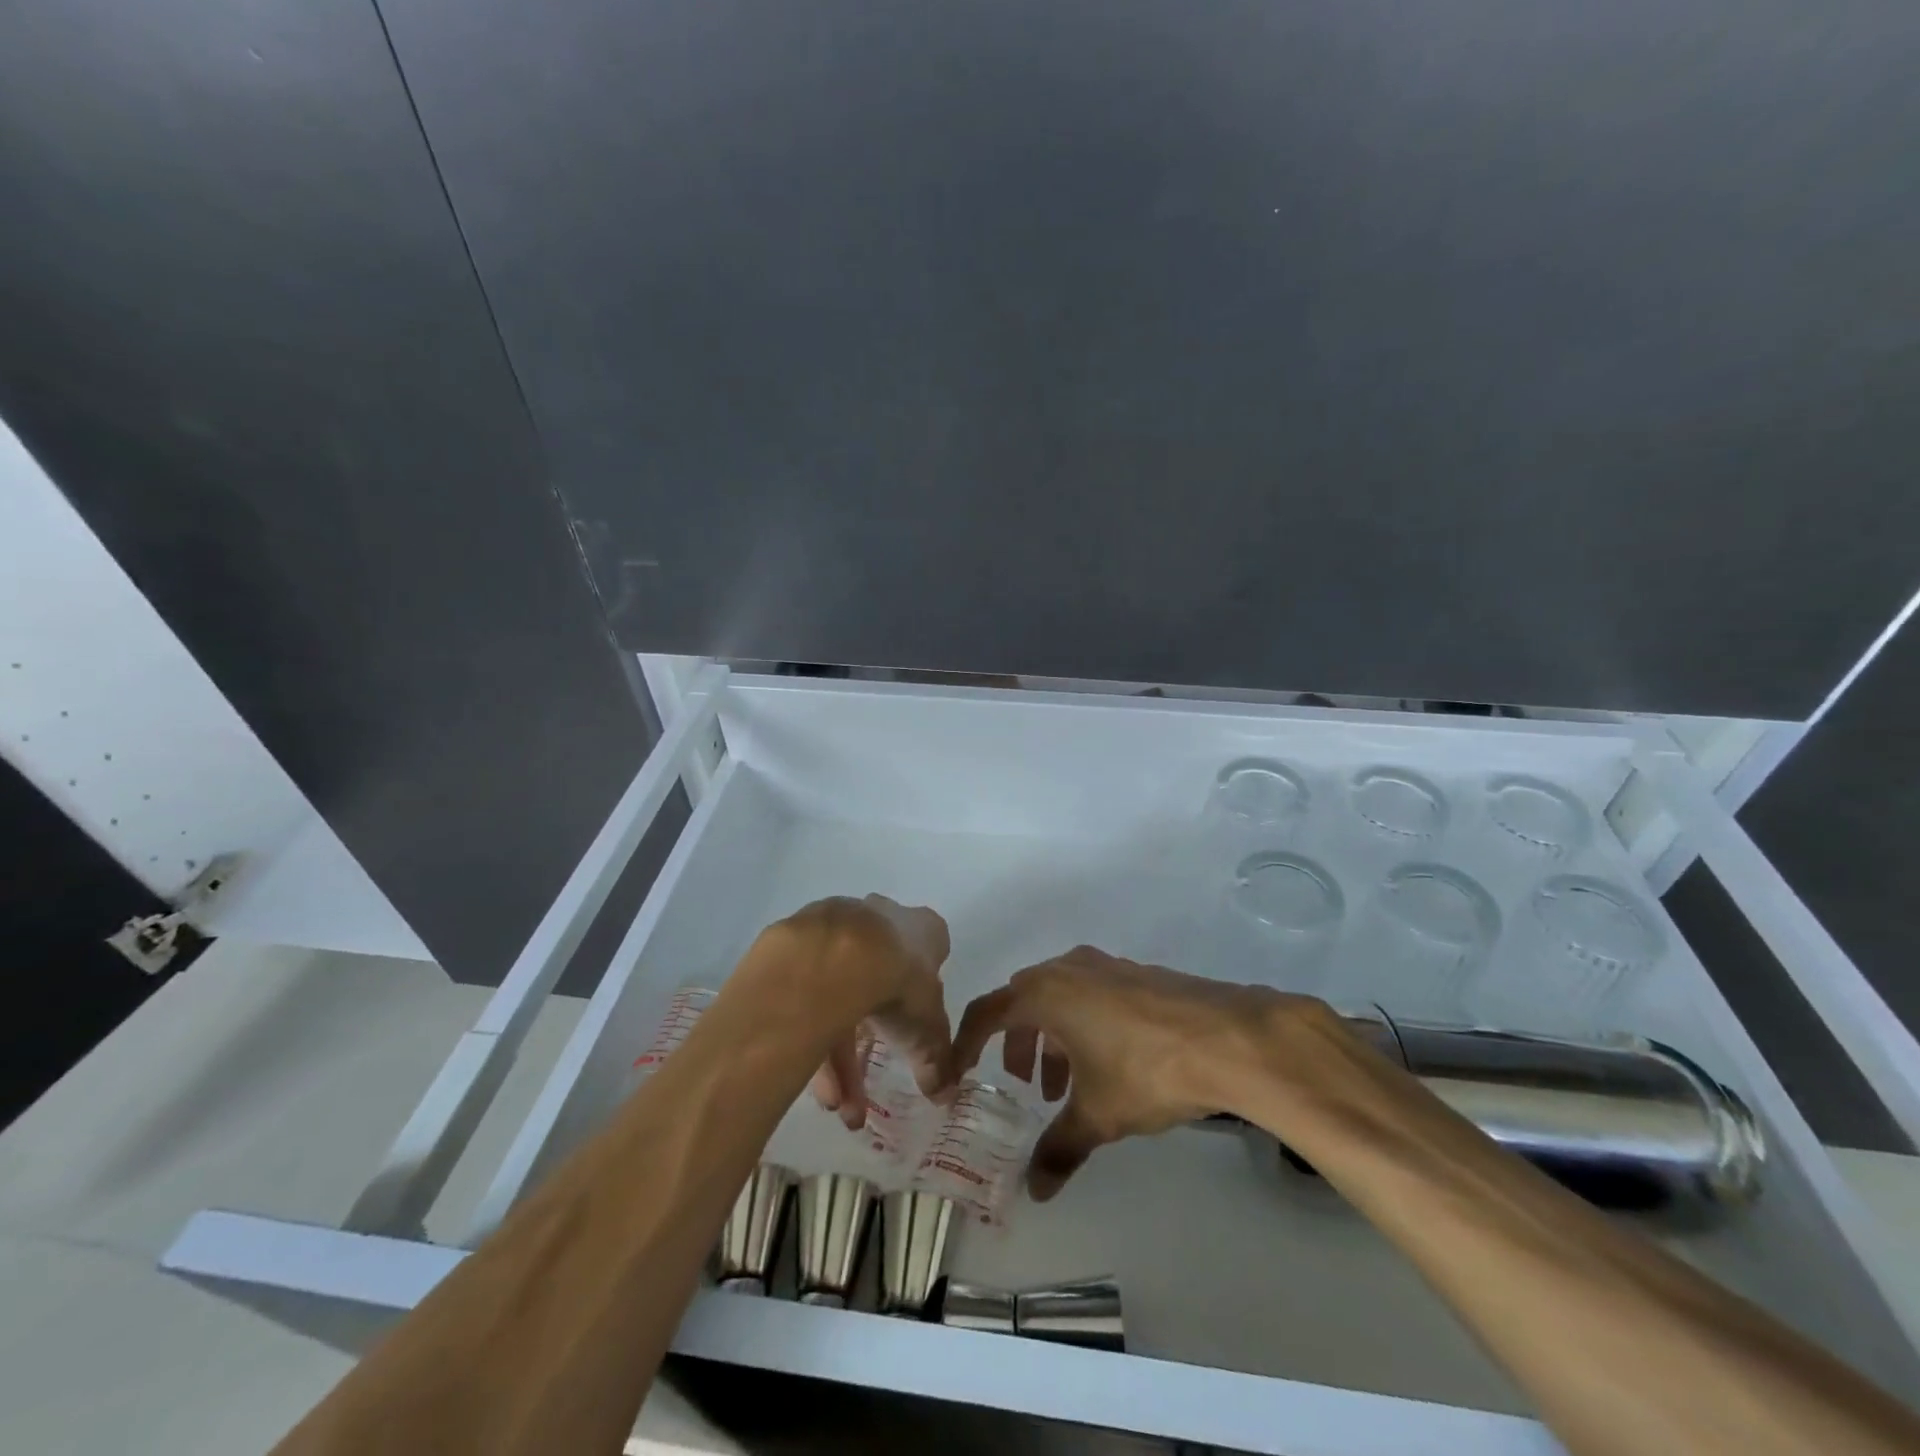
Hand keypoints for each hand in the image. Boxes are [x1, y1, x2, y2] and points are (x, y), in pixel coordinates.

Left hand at [768, 895, 951, 1130]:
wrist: (837, 956)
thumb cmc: (899, 983)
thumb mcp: (927, 1029)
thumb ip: (937, 1058)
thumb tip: (945, 1093)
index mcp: (921, 927)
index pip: (930, 947)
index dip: (924, 982)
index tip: (917, 1015)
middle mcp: (881, 917)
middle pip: (880, 972)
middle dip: (875, 1031)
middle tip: (869, 1075)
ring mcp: (838, 926)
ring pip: (840, 991)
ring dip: (838, 1053)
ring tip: (835, 1104)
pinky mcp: (800, 942)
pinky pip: (809, 993)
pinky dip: (813, 1034)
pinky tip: (813, 1080)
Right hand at [950, 946, 1334, 1199]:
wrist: (1228, 1039)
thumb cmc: (1145, 1070)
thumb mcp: (1097, 1116)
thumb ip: (1059, 1149)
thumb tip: (1035, 1193)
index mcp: (1045, 993)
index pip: (987, 1012)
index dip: (966, 1044)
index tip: (958, 1074)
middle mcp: (1068, 969)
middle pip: (1023, 1000)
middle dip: (1017, 1043)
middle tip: (1027, 1086)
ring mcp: (1105, 966)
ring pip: (1060, 997)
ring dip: (1053, 1038)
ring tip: (1069, 1086)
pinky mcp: (1136, 974)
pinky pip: (1091, 995)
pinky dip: (1083, 1026)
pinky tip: (1109, 1064)